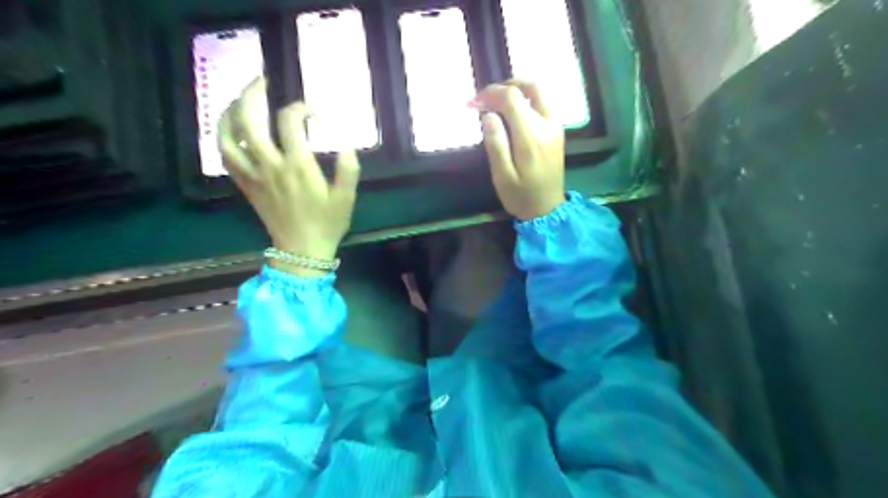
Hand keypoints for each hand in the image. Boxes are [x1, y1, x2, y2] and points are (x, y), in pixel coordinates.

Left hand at [219, 77, 359, 276]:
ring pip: (228, 135)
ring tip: (239, 99)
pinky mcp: (245, 184)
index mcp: (298, 166)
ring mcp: (253, 175)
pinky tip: (231, 129)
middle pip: (249, 119)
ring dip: (229, 111)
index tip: (313, 113)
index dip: (300, 108)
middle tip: (261, 82)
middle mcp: (270, 165)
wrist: (301, 251)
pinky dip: (224, 137)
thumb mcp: (346, 199)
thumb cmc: (326, 224)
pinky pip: (225, 156)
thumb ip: (348, 170)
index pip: (289, 122)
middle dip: (252, 93)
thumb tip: (348, 145)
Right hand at [471, 80, 561, 219]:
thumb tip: (488, 115)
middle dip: (505, 86)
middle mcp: (548, 125)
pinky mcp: (558, 130)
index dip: (490, 94)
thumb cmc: (521, 196)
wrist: (548, 210)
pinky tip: (512, 113)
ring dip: (517, 90)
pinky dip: (527, 99)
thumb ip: (496, 144)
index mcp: (531, 137)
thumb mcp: (502, 177)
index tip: (473, 103)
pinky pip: (544, 103)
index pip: (512, 98)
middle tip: (486, 98)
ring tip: (497, 103)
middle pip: (531, 86)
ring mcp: (556, 126)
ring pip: (540, 92)